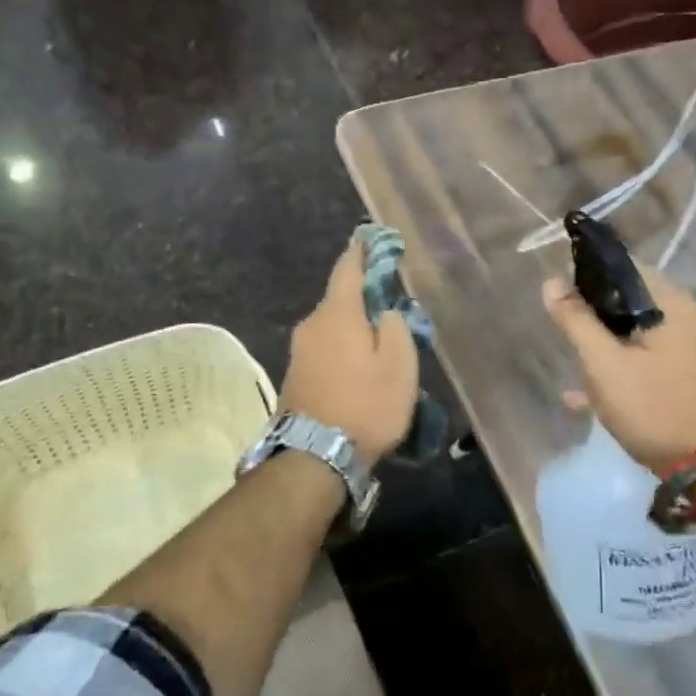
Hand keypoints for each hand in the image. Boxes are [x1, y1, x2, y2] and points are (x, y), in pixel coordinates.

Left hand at [281, 242, 418, 467]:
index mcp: (338, 313)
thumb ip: (397, 327)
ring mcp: (299, 351)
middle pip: (340, 299)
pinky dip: (343, 349)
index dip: (361, 251)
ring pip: (332, 326)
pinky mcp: (295, 375)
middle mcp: (312, 324)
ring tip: (379, 345)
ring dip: (353, 328)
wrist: (314, 457)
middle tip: (391, 307)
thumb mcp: (399, 365)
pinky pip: (324, 348)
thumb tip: (386, 311)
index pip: (348, 268)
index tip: (371, 239)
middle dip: (363, 298)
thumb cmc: (365, 405)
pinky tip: (358, 368)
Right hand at [543, 265, 695, 470]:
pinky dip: (619, 370)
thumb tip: (551, 282)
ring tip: (573, 371)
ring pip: (634, 334)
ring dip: (602, 348)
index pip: (622, 267)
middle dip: (591, 317)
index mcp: (670, 302)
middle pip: (627, 301)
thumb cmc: (655, 406)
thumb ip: (576, 321)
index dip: (585, 275)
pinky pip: (645, 361)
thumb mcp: (604, 364)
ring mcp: (690, 349)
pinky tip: (585, 396)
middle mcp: (685, 317)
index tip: (558, 296)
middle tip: (563, 336)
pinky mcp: (688, 378)